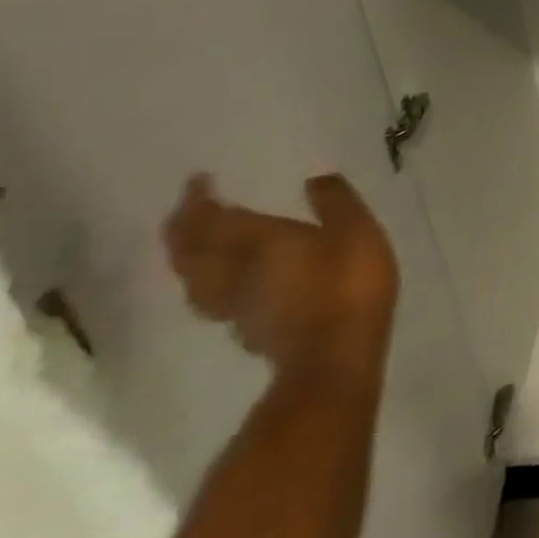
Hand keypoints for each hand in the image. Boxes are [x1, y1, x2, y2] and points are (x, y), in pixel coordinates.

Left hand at [162, 173, 399, 383]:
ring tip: (192, 248)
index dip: (199, 201)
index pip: (214, 220)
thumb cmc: (348, 283)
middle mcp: (237, 273)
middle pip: (192, 254)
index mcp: (259, 242)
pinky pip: (214, 300)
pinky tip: (226, 284)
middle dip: (182, 231)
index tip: (195, 182)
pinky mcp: (249, 331)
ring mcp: (238, 307)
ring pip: (195, 282)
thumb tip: (314, 179)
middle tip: (183, 213)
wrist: (335, 358)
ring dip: (187, 261)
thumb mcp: (355, 229)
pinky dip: (208, 285)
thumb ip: (335, 202)